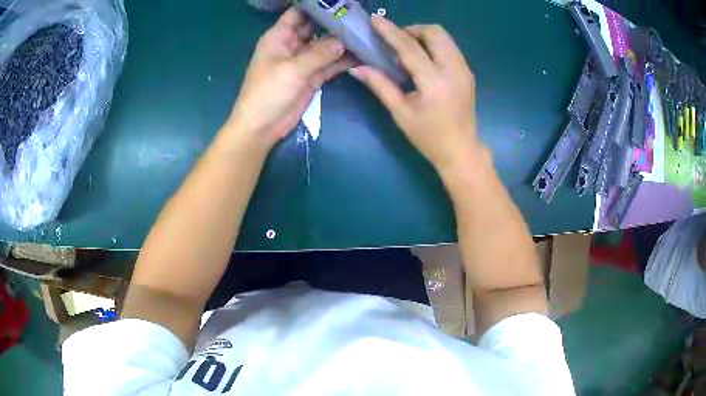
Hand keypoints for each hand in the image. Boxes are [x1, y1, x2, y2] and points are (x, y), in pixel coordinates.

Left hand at [227, 8, 350, 148]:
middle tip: (359, 17)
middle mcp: (292, 45)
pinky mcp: (313, 77)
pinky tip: (362, 55)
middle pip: (316, 27)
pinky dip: (344, 61)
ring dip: (343, 42)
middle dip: (335, 22)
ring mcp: (304, 61)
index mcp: (279, 37)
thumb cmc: (267, 92)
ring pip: (326, 46)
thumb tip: (343, 41)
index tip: (338, 3)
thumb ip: (318, 54)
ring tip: (366, 35)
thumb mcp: (291, 69)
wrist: (262, 127)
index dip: (316, 6)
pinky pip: (331, 64)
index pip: (298, 13)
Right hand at [349, 17, 481, 173]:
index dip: (391, 32)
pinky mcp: (468, 72)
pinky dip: (434, 45)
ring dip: (423, 35)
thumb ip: (380, 86)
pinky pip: (450, 47)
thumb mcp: (400, 113)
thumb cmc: (428, 137)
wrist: (461, 150)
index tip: (375, 21)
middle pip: (434, 33)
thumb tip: (357, 68)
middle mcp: (454, 71)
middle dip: (411, 30)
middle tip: (395, 42)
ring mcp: (464, 70)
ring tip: (407, 49)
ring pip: (445, 37)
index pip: (411, 48)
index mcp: (435, 83)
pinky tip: (423, 59)